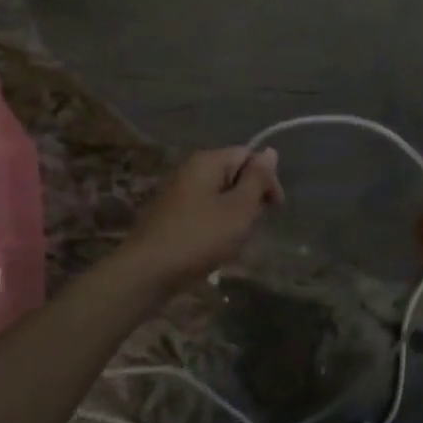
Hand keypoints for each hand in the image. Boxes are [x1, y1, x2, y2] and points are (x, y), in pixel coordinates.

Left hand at [120, 147, 283, 289]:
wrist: (147, 271)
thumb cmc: (200, 236)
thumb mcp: (239, 208)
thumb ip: (257, 179)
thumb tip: (270, 151)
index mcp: (208, 161)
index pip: (249, 156)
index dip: (267, 179)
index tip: (275, 208)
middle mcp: (191, 170)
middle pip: (234, 175)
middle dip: (250, 199)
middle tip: (254, 227)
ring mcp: (178, 193)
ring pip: (220, 197)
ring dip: (234, 216)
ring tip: (236, 241)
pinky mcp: (171, 216)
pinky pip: (204, 212)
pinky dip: (216, 227)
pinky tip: (216, 248)